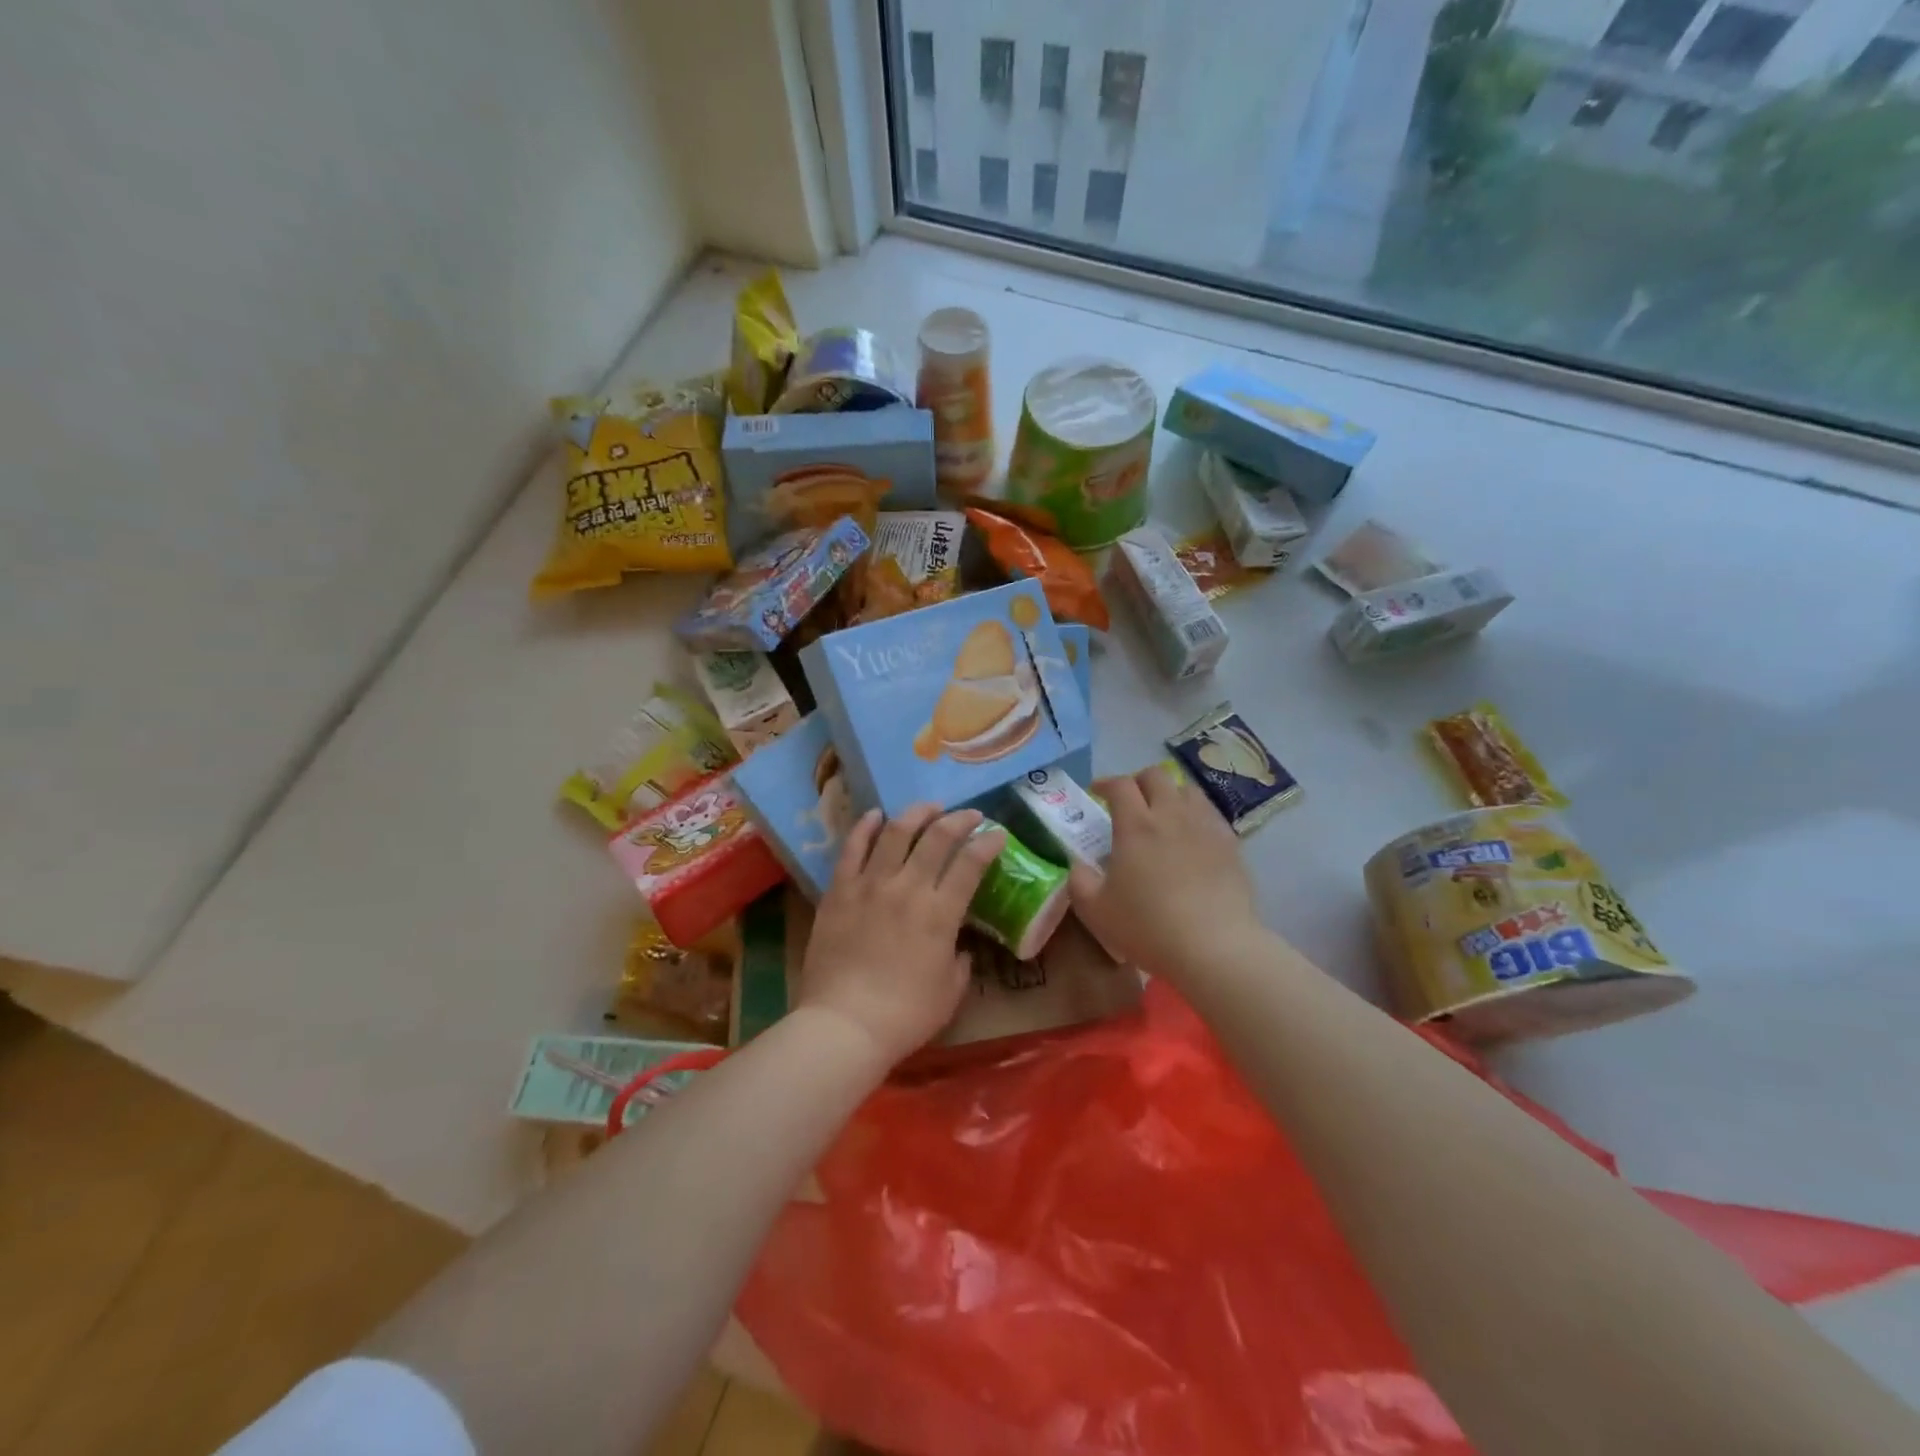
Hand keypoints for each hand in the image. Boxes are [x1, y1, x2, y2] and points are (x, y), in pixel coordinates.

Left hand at [798, 804, 1003, 1065]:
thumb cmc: (905, 1016)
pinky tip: (876, 815)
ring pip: (896, 832)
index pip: (971, 863)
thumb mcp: (950, 991)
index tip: (998, 833)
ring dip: (916, 813)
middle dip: (959, 819)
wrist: (844, 1025)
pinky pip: (852, 848)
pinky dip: (865, 826)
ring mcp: (870, 884)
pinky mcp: (839, 890)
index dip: (989, 842)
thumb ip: (960, 961)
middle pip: (937, 837)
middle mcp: (908, 888)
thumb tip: (958, 945)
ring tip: (929, 808)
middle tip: (970, 815)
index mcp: (940, 913)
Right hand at [1069, 765, 1263, 982]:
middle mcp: (1171, 815)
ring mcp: (1205, 826)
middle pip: (1156, 776)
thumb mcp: (1095, 910)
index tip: (1096, 792)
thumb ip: (1080, 880)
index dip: (1105, 783)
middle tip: (1129, 801)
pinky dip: (1195, 815)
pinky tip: (1191, 837)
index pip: (1120, 785)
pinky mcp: (1230, 844)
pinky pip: (1210, 814)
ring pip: (1187, 789)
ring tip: (1163, 814)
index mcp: (1136, 825)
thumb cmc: (1148, 927)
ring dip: (1170, 793)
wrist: (1214, 948)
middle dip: (1138, 781)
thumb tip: (1079, 864)